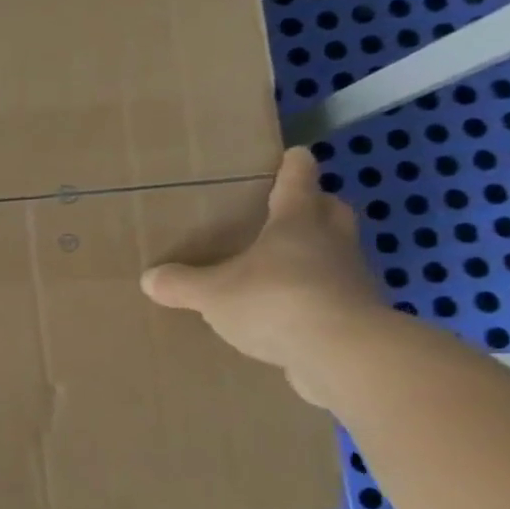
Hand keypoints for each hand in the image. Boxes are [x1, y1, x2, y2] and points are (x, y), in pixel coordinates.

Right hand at [140, 147, 388, 405]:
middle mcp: (331, 244)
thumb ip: (181, 283)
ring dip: (320, 253)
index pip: (297, 184)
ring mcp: (351, 281)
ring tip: (286, 265)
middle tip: (297, 206)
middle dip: (318, 205)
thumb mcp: (212, 293)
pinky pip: (335, 297)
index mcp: (296, 225)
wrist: (343, 354)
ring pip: (337, 254)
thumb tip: (150, 278)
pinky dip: (317, 297)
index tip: (296, 154)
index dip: (294, 168)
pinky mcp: (359, 318)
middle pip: (331, 213)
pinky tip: (291, 312)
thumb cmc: (275, 301)